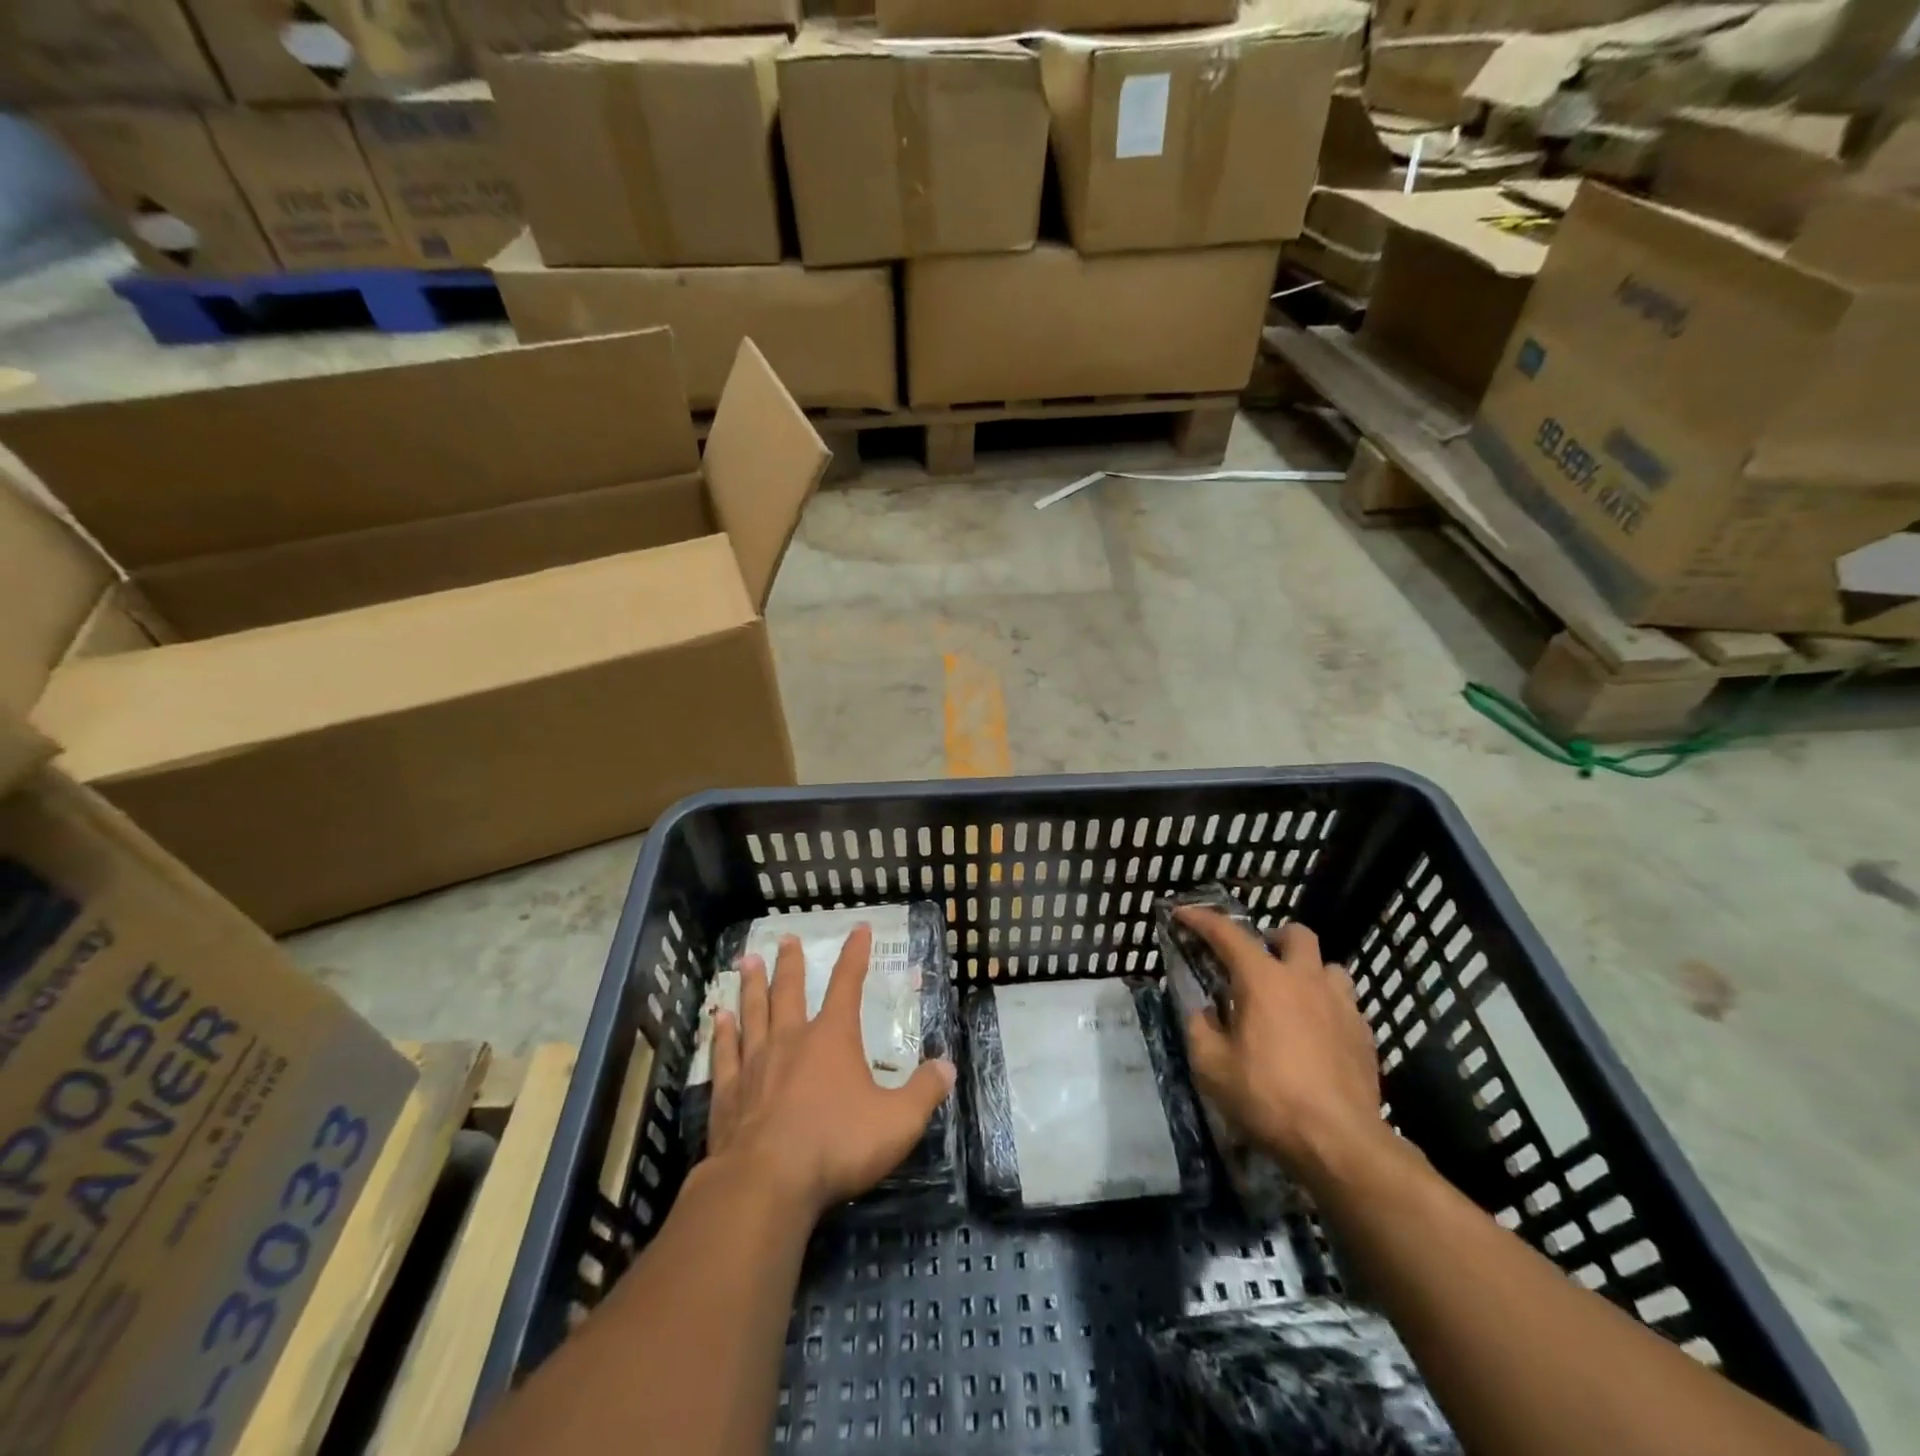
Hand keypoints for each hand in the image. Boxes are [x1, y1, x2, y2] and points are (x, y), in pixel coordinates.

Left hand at [707, 923, 955, 1218]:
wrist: (766, 1183)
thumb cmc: (836, 1145)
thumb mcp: (898, 1121)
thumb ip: (924, 1092)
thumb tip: (947, 1066)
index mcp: (832, 1038)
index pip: (848, 984)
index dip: (856, 955)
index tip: (859, 929)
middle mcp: (791, 1040)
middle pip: (789, 991)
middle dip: (791, 963)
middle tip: (785, 939)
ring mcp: (754, 1064)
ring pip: (753, 1013)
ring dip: (752, 986)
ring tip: (747, 961)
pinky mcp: (727, 1094)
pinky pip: (725, 1053)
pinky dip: (722, 1033)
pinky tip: (718, 1018)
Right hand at [1177, 908, 1387, 1184]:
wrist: (1340, 1143)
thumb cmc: (1267, 1098)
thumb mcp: (1211, 1066)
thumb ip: (1200, 1028)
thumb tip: (1205, 1013)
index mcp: (1263, 980)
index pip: (1227, 934)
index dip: (1201, 919)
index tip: (1182, 913)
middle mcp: (1305, 980)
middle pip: (1295, 935)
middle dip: (1273, 939)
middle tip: (1256, 963)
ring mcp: (1341, 1005)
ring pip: (1328, 967)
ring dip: (1307, 973)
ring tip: (1292, 999)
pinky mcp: (1365, 1035)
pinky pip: (1345, 1003)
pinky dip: (1326, 1007)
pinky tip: (1315, 1035)